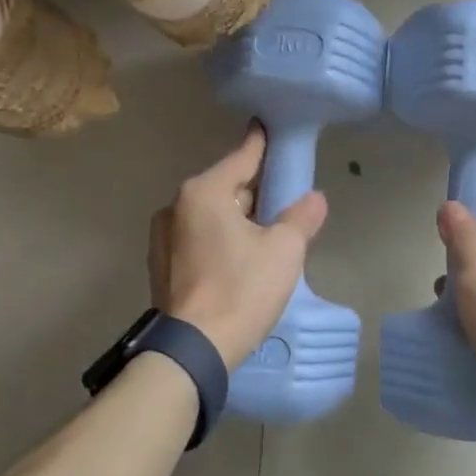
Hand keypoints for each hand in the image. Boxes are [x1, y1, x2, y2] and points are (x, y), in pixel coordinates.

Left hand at [148, 126, 328, 368]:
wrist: (194, 348)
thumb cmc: (242, 289)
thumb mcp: (284, 250)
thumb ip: (302, 217)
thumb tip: (315, 198)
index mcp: (203, 192)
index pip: (242, 158)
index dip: (261, 144)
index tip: (268, 126)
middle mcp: (175, 207)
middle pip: (225, 188)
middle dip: (253, 192)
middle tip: (282, 201)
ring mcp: (162, 238)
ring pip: (210, 216)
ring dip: (235, 219)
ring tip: (264, 236)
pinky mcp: (160, 266)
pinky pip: (197, 239)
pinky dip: (218, 240)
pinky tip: (237, 261)